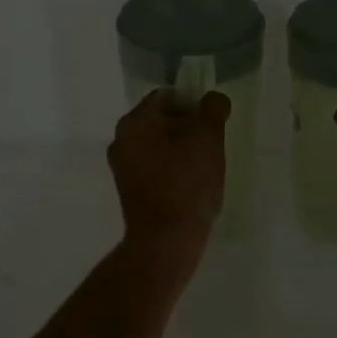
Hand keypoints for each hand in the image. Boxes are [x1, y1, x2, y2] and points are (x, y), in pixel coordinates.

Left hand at [108, 90, 231, 257]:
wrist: (166, 241)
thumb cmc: (186, 183)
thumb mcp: (208, 139)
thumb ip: (213, 110)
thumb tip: (214, 100)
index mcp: (135, 122)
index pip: (167, 96)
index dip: (194, 102)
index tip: (214, 121)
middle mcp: (121, 140)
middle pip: (162, 120)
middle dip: (189, 127)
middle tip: (214, 142)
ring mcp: (123, 168)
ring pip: (159, 145)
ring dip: (183, 149)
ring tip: (207, 165)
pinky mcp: (130, 191)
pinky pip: (156, 168)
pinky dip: (174, 169)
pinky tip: (193, 185)